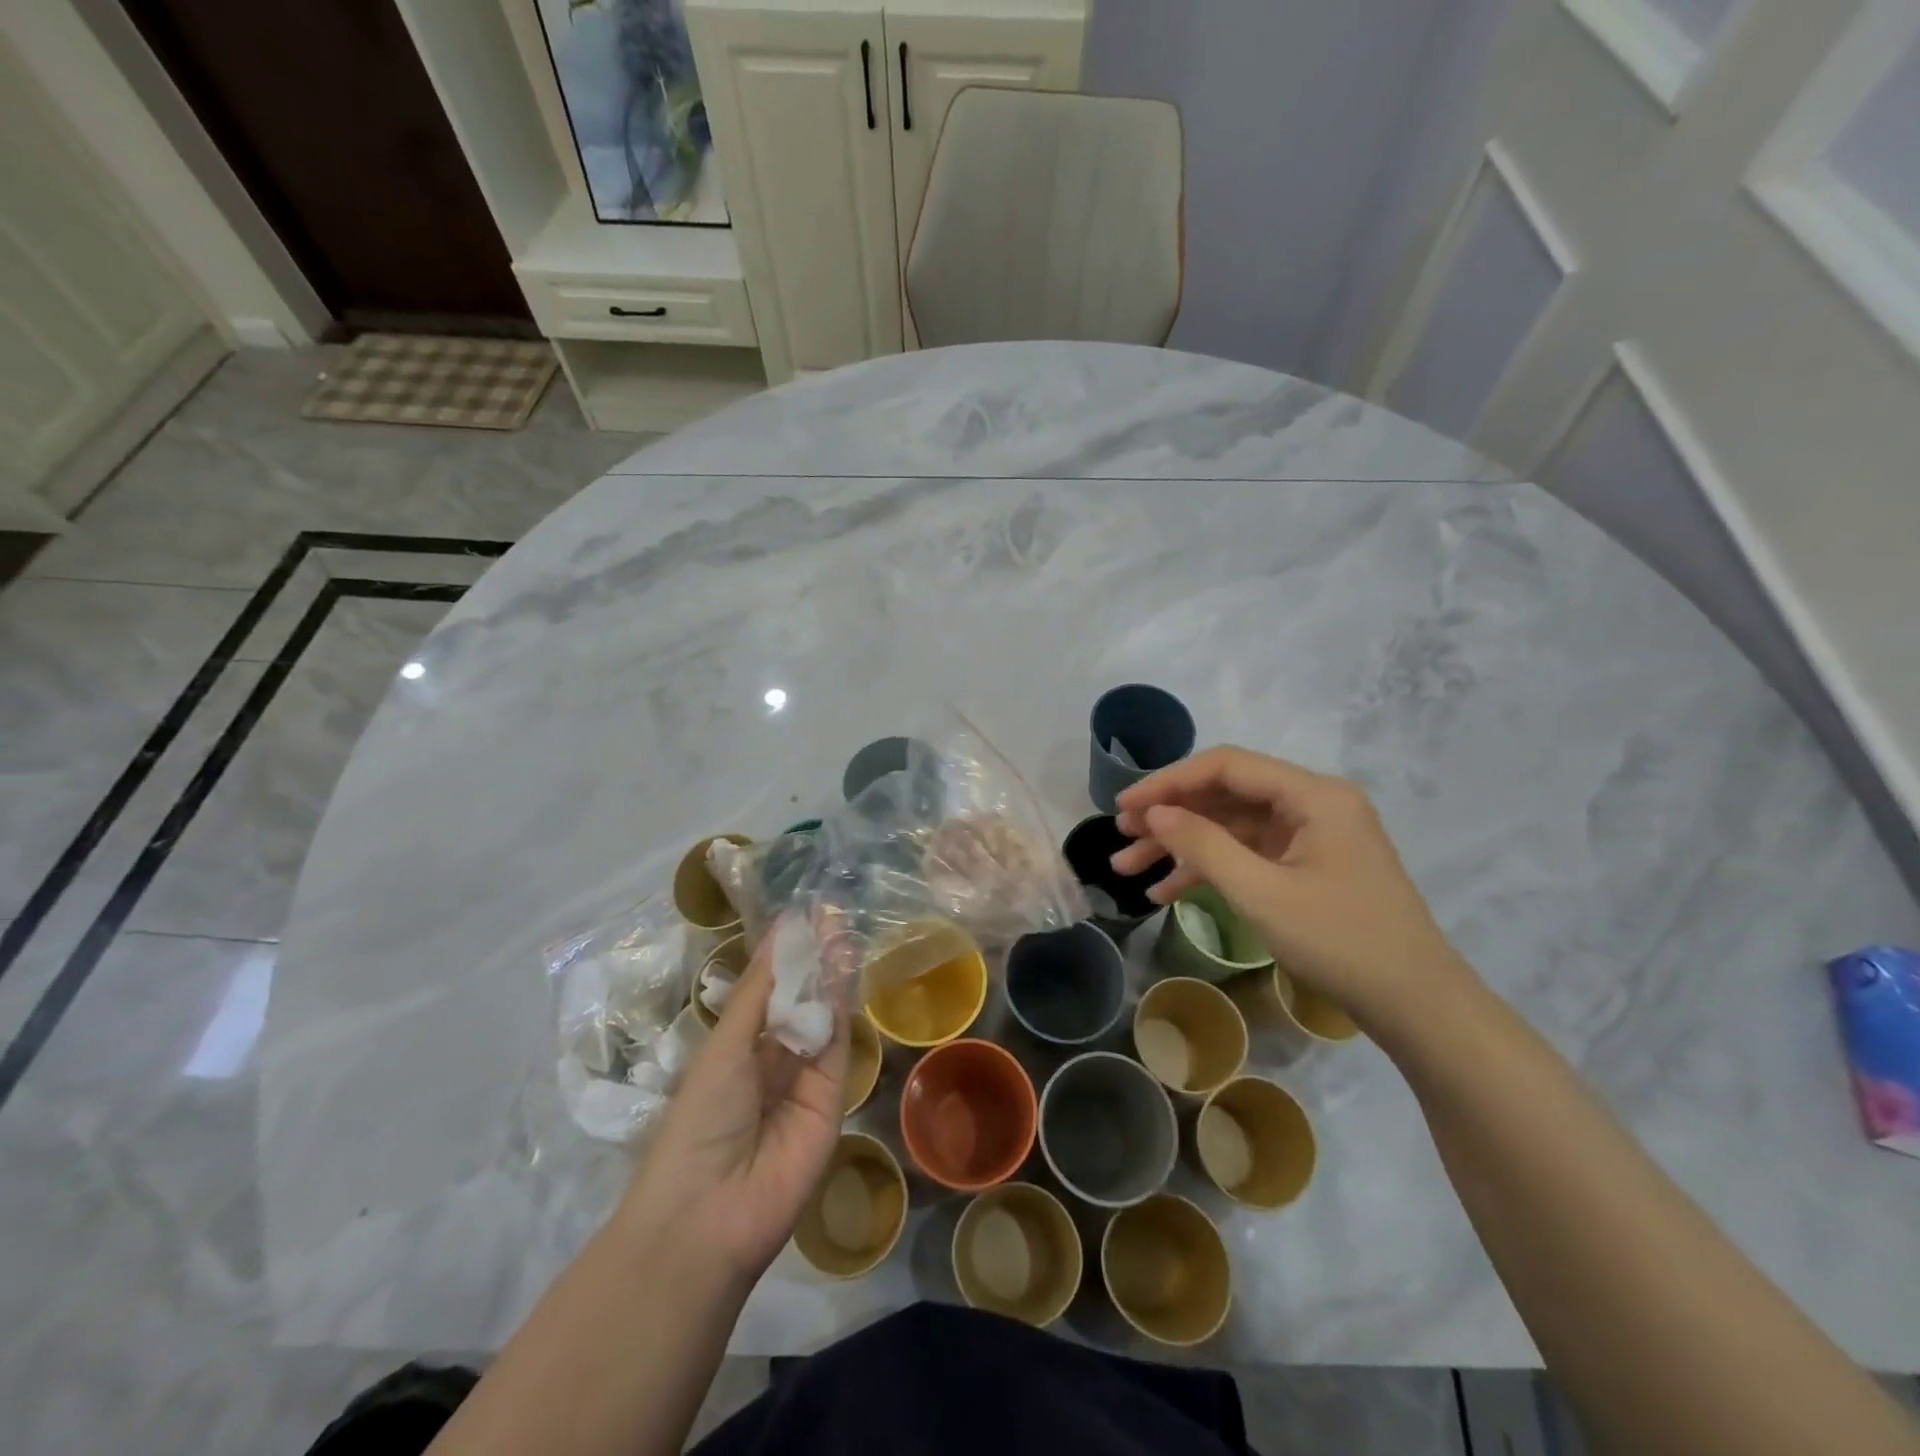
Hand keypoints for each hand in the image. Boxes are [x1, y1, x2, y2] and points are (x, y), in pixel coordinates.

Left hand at [616, 932, 848, 1285]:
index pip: (768, 988)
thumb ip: (762, 989)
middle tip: (831, 915)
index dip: (785, 952)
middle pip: (800, 998)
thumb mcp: (726, 1045)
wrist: (711, 1212)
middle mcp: (772, 1057)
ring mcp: (805, 1077)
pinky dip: (842, 1007)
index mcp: (738, 1046)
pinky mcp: (834, 1096)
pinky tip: (844, 970)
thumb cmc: (700, 1119)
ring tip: (841, 930)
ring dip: (831, 976)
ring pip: (823, 1016)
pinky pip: (838, 1044)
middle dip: (814, 958)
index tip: (804, 913)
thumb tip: (781, 929)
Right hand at [1110, 746, 1469, 1019]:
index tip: (1123, 806)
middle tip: (1121, 838)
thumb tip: (1153, 813)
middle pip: (1224, 795)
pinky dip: (1208, 869)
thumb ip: (1203, 845)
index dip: (1168, 782)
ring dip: (1180, 846)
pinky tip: (1166, 891)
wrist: (1415, 1005)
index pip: (1225, 767)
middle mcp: (1312, 803)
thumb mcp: (1261, 893)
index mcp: (1313, 795)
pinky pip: (1246, 854)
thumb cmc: (1341, 942)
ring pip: (1229, 827)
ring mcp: (1310, 835)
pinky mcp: (1306, 865)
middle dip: (1169, 817)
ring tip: (1128, 869)